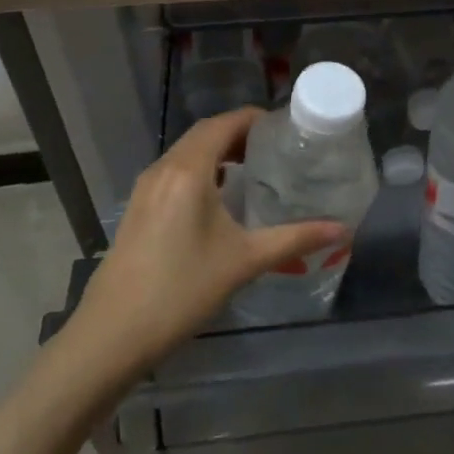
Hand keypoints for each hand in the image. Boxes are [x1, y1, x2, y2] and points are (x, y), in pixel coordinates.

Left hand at [68, 108, 346, 373]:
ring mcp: (145, 188)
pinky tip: (217, 199)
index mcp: (188, 170)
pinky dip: (200, 170)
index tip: (284, 127)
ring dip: (217, 151)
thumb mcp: (244, 261)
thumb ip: (294, 239)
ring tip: (251, 169)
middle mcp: (163, 169)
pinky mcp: (137, 208)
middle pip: (204, 133)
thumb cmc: (182, 291)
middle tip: (274, 148)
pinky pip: (173, 172)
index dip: (254, 118)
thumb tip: (341, 229)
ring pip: (186, 153)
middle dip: (239, 133)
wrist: (111, 335)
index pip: (224, 123)